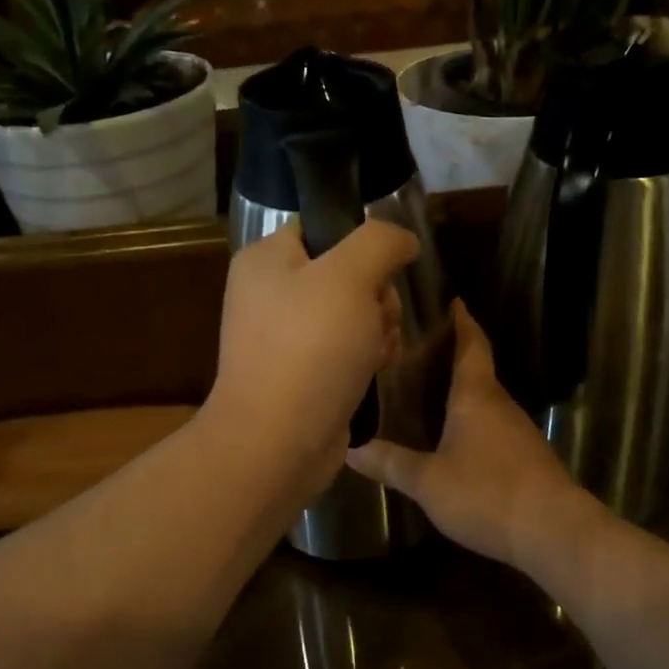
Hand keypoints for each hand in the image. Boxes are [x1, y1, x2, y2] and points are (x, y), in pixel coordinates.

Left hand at [205, 219, 418, 489]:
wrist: (278, 441)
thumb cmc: (310, 348)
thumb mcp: (350, 276)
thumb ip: (380, 241)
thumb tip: (403, 238)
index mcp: (266, 259)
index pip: (322, 227)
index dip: (360, 243)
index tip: (383, 268)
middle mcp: (270, 293)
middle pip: (346, 272)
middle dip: (376, 295)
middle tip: (377, 317)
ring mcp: (285, 336)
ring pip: (354, 313)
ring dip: (378, 328)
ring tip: (376, 351)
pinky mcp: (302, 373)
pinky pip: (346, 349)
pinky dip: (366, 357)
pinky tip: (375, 371)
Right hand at [349, 301, 588, 569]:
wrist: (554, 532)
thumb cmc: (487, 493)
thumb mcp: (428, 481)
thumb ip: (391, 464)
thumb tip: (352, 449)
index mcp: (475, 396)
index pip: (471, 345)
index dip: (462, 322)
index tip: (454, 302)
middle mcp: (499, 404)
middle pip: (478, 369)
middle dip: (454, 356)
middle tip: (420, 351)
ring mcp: (518, 431)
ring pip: (486, 399)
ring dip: (463, 390)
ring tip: (430, 391)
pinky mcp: (527, 456)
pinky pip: (494, 425)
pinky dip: (474, 419)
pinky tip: (456, 437)